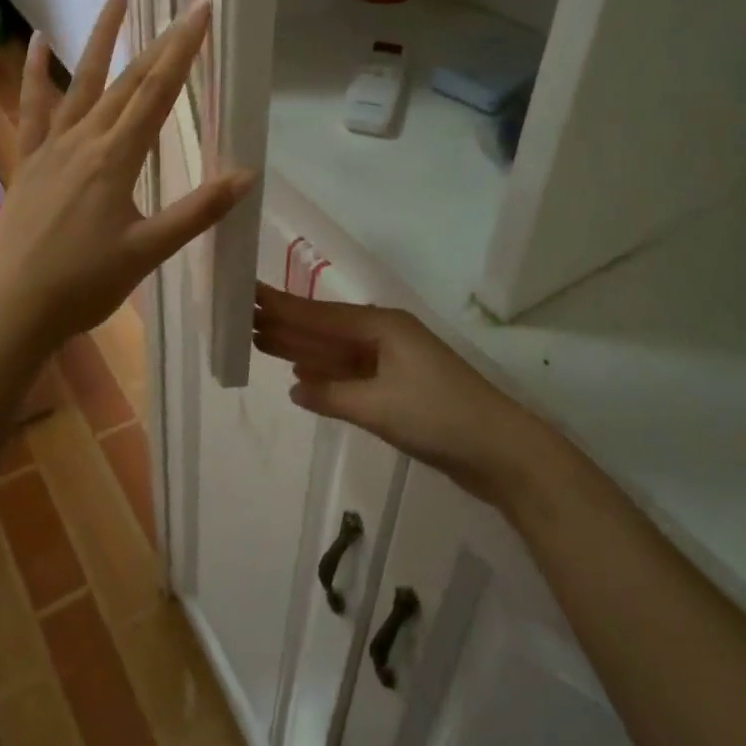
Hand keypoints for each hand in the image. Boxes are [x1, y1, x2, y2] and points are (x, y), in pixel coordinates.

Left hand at [0, 0, 255, 348]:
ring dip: (100, 38)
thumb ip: (197, 211)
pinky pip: (32, 109)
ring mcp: (51, 147)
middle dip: (160, 41)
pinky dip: (34, 74)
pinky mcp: (29, 160)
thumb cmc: (86, 284)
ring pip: (80, 82)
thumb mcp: (149, 251)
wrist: (16, 307)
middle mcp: (83, 140)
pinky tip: (37, 42)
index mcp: (116, 159)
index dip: (183, 50)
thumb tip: (247, 175)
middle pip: (127, 81)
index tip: (201, 12)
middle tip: (184, 5)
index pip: (157, 93)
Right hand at [252, 284, 550, 508]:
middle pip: (326, 329)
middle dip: (288, 324)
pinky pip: (351, 374)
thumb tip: (295, 387)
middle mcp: (385, 337)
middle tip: (243, 317)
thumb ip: (332, 395)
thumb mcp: (379, 406)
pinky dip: (325, 375)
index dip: (283, 306)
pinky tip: (301, 377)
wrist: (501, 452)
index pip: (321, 315)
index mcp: (382, 327)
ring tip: (261, 339)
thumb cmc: (439, 418)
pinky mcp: (399, 388)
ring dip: (302, 348)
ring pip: (336, 352)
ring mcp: (393, 362)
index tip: (249, 293)